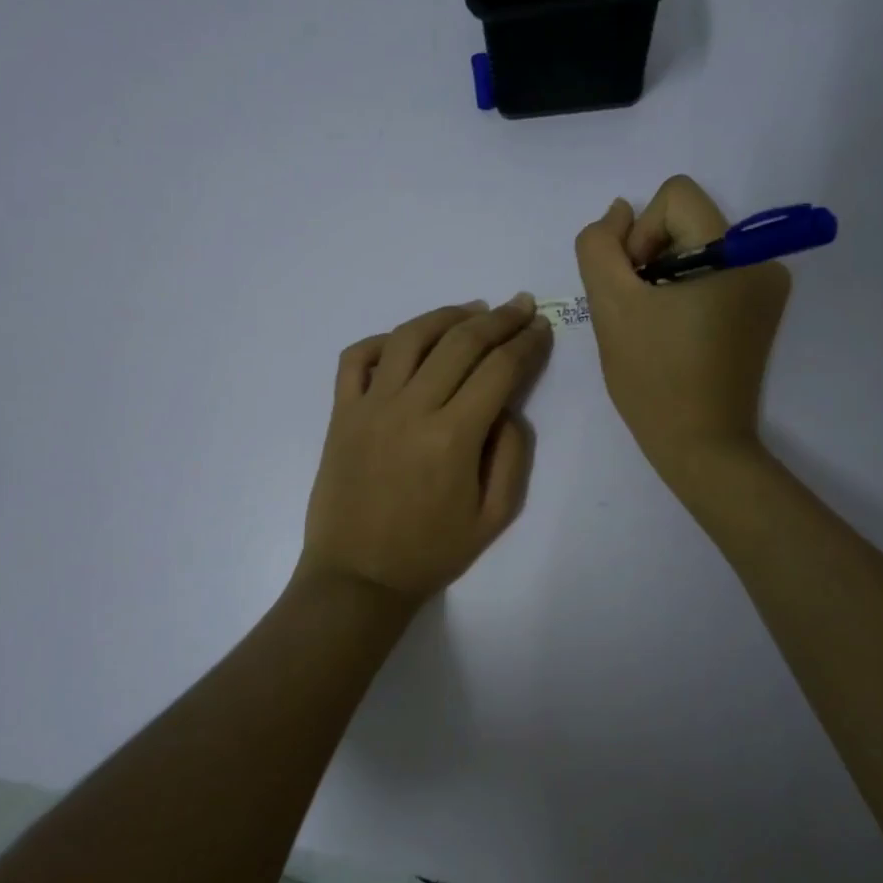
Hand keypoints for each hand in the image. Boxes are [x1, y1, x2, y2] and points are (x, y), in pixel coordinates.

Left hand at [297, 295, 552, 611]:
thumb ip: (511, 456)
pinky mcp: (341, 412)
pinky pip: (358, 357)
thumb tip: (507, 407)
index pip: (499, 369)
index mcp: (452, 437)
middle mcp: (411, 409)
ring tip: (473, 310)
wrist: (357, 577)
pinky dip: (384, 339)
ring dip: (447, 316)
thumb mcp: (493, 518)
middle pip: (461, 342)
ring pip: (411, 337)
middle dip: (498, 318)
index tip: (541, 327)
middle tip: (520, 305)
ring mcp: (370, 406)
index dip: (526, 342)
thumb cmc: (430, 552)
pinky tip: (408, 340)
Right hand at [575, 175, 789, 482]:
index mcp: (734, 253)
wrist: (701, 447)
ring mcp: (766, 288)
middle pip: (686, 221)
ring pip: (695, 249)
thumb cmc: (654, 378)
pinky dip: (684, 293)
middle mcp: (762, 260)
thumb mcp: (611, 306)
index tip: (636, 285)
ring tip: (654, 327)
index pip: (675, 196)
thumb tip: (619, 212)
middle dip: (651, 258)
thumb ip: (600, 246)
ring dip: (664, 278)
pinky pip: (711, 276)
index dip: (641, 233)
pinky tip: (673, 334)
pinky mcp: (760, 312)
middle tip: (639, 311)